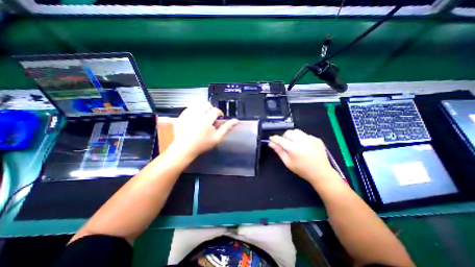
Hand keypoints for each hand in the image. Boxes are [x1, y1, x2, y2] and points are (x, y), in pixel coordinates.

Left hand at [169, 102, 238, 158]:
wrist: (184, 149)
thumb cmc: (202, 145)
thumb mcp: (217, 138)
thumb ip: (226, 128)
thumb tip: (236, 121)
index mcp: (206, 121)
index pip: (215, 110)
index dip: (219, 113)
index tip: (219, 117)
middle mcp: (195, 116)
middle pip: (206, 104)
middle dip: (211, 108)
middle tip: (212, 116)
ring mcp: (186, 115)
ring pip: (197, 104)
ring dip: (202, 108)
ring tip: (204, 116)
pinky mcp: (180, 116)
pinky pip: (189, 107)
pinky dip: (194, 110)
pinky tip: (195, 117)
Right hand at [268, 131, 335, 184]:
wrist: (321, 172)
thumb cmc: (302, 169)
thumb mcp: (287, 162)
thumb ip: (279, 151)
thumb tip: (271, 143)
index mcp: (293, 149)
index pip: (280, 139)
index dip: (274, 138)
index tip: (271, 139)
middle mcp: (302, 141)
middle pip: (288, 132)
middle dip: (284, 137)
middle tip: (285, 144)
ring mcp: (310, 139)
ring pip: (296, 131)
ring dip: (292, 136)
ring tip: (294, 143)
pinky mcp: (316, 138)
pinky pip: (305, 134)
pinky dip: (301, 138)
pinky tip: (304, 146)